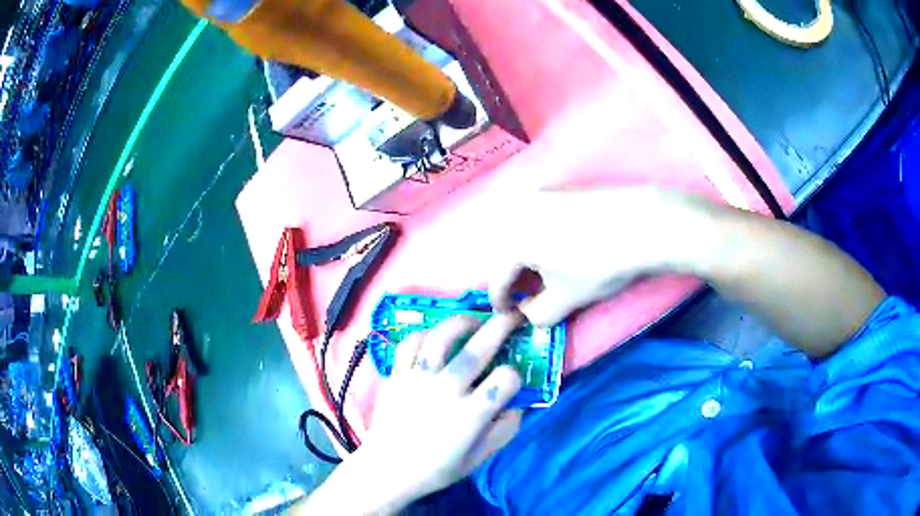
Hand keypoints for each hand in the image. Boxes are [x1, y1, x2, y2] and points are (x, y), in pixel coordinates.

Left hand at [356, 314, 523, 509]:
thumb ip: (505, 430)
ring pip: (442, 336)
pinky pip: (410, 342)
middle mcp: (446, 390)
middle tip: (513, 315)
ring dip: (462, 322)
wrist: (387, 470)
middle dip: (502, 326)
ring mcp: (418, 378)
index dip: (515, 376)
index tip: (511, 381)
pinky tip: (434, 337)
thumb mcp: (479, 458)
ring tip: (474, 321)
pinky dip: (425, 334)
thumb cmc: (436, 469)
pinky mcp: (396, 375)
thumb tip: (519, 402)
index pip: (506, 379)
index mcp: (471, 414)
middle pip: (480, 348)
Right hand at [489, 186, 708, 325]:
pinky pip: (540, 219)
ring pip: (523, 234)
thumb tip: (529, 313)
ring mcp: (541, 196)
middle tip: (530, 295)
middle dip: (515, 278)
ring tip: (547, 274)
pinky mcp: (562, 189)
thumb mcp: (566, 300)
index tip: (508, 316)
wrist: (643, 222)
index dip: (501, 303)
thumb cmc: (599, 264)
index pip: (497, 279)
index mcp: (512, 240)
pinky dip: (542, 238)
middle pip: (507, 253)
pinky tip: (563, 248)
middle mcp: (519, 211)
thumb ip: (538, 315)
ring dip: (528, 257)